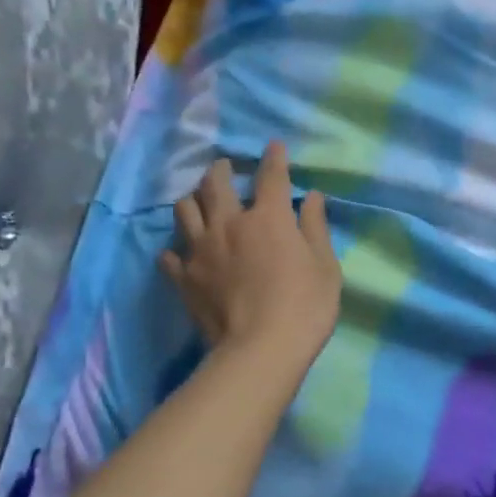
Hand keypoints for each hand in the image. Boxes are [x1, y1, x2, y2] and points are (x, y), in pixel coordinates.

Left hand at [160, 141, 341, 366]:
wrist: (259, 350)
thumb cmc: (304, 306)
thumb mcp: (325, 266)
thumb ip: (316, 228)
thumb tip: (313, 198)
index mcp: (268, 218)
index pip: (272, 177)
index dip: (274, 159)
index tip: (273, 146)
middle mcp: (229, 224)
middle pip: (215, 184)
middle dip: (220, 170)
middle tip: (223, 167)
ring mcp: (201, 250)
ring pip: (185, 210)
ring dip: (192, 199)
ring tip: (198, 200)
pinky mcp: (183, 278)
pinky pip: (170, 254)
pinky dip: (176, 248)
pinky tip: (181, 251)